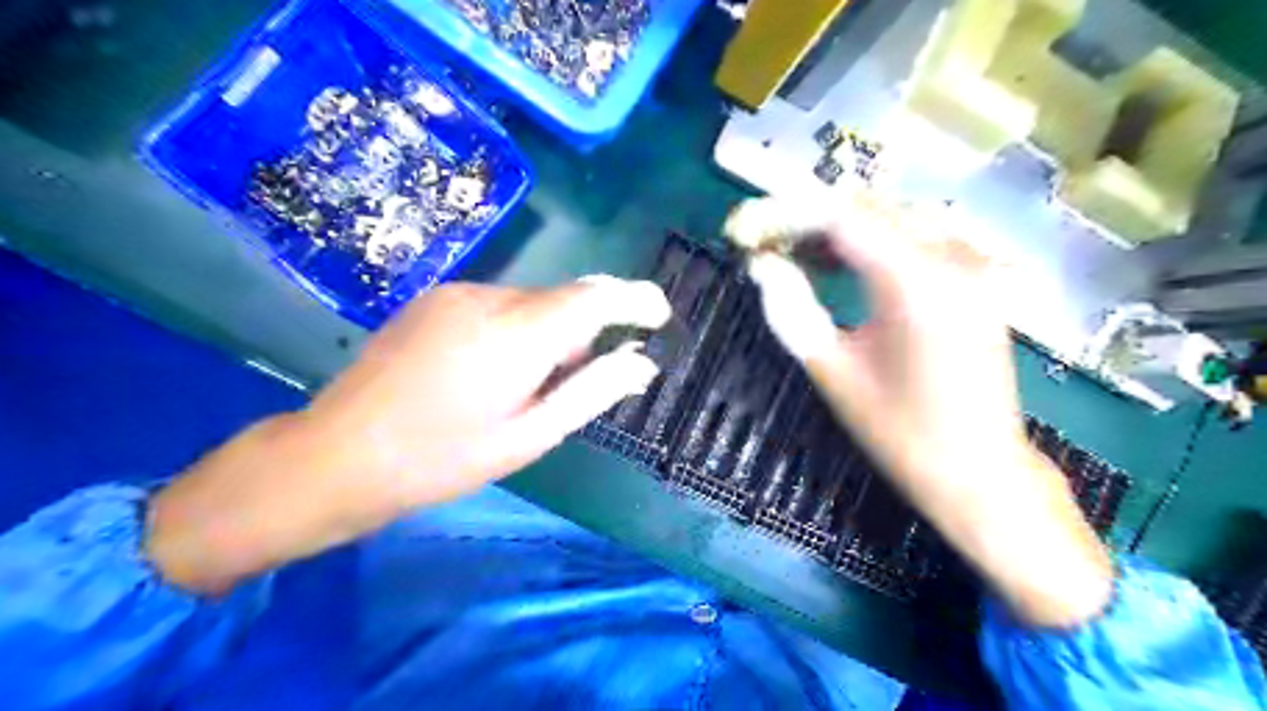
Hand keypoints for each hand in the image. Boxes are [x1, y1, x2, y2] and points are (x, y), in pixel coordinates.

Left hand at [147, 277, 672, 593]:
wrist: (336, 454)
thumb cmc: (442, 459)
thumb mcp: (528, 437)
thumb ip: (591, 392)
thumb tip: (642, 364)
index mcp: (517, 335)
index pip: (595, 297)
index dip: (635, 298)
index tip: (659, 314)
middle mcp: (489, 298)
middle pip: (564, 296)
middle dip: (591, 323)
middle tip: (588, 371)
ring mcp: (456, 293)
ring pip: (532, 300)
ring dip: (551, 329)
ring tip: (530, 382)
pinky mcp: (435, 298)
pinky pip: (499, 303)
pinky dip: (519, 326)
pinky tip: (494, 367)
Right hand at [738, 195, 1111, 628]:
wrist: (979, 469)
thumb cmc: (899, 431)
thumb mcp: (832, 372)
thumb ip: (792, 309)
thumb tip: (761, 265)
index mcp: (915, 284)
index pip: (843, 218)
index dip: (790, 214)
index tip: (752, 227)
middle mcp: (953, 259)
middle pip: (872, 207)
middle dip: (814, 217)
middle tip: (771, 242)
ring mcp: (975, 265)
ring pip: (897, 216)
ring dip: (846, 226)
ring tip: (801, 252)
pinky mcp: (981, 279)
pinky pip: (921, 236)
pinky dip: (878, 239)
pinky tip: (847, 263)